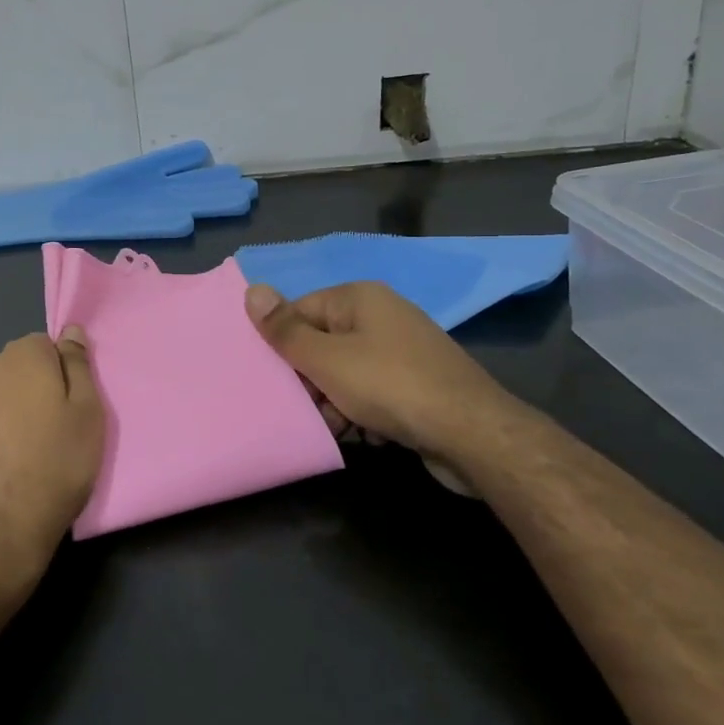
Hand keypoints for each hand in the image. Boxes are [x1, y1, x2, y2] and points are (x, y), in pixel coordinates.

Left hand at [0, 328, 104, 594]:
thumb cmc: (55, 466)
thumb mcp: (87, 413)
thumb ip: (79, 366)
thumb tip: (71, 332)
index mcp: (20, 356)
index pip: (47, 346)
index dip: (64, 375)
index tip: (73, 407)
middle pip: (20, 369)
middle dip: (37, 390)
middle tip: (57, 431)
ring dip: (13, 413)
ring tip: (30, 454)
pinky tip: (6, 466)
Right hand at [245, 281, 530, 490]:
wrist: (472, 434)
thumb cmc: (389, 386)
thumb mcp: (326, 359)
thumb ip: (285, 330)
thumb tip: (251, 289)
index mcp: (359, 298)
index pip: (300, 310)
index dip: (282, 343)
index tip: (273, 378)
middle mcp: (382, 316)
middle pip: (323, 343)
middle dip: (310, 379)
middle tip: (305, 408)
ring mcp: (404, 350)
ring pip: (347, 372)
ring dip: (335, 402)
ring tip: (338, 427)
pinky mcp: (419, 383)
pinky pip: (375, 392)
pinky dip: (364, 412)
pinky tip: (367, 435)